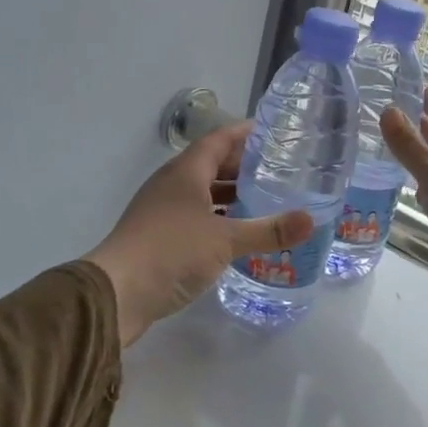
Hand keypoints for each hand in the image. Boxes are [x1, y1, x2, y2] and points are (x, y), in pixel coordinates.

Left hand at [84, 123, 312, 346]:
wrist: (117, 293)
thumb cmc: (171, 252)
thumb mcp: (226, 240)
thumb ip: (268, 230)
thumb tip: (310, 220)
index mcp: (185, 172)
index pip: (218, 140)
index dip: (244, 133)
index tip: (273, 133)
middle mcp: (172, 185)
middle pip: (211, 165)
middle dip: (242, 166)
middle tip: (278, 170)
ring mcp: (162, 211)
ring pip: (202, 193)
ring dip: (230, 194)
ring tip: (264, 200)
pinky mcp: (159, 237)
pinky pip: (195, 217)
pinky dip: (218, 219)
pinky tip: (237, 233)